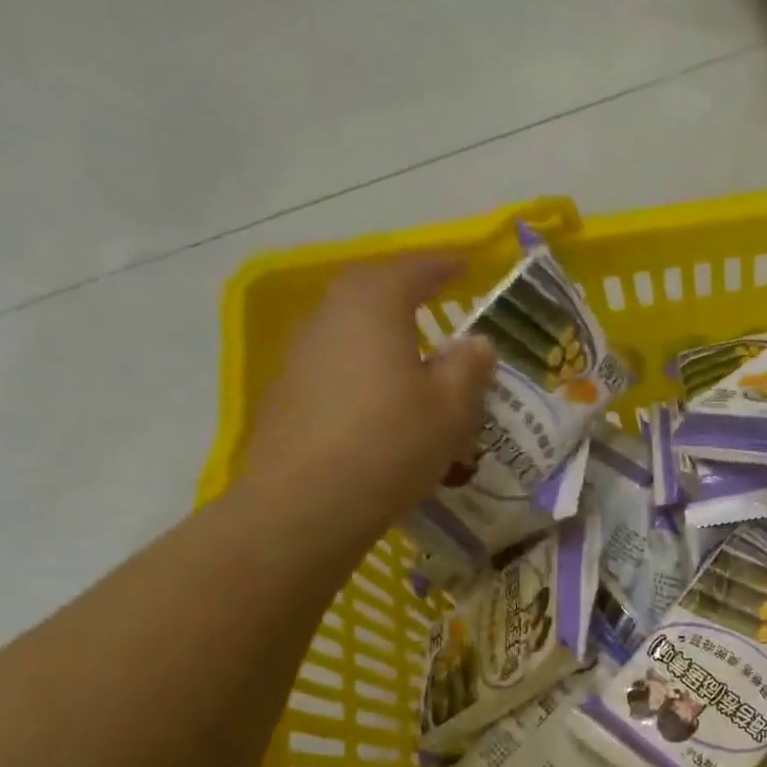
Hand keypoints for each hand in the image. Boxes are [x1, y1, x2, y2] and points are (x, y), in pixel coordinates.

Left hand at [238, 256, 494, 547]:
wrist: (308, 501)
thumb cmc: (392, 443)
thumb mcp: (451, 409)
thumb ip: (469, 368)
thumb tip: (477, 343)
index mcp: (375, 304)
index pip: (416, 269)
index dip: (446, 266)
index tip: (469, 266)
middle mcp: (331, 314)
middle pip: (374, 291)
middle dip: (409, 294)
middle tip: (439, 305)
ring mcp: (303, 351)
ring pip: (354, 328)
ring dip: (385, 334)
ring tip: (416, 358)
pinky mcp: (290, 389)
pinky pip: (339, 362)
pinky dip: (365, 368)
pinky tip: (381, 399)